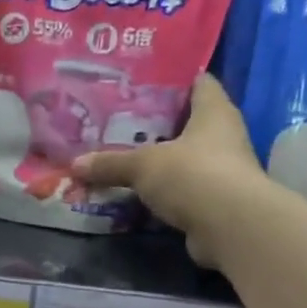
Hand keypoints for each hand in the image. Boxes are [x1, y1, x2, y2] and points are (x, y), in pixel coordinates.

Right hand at [73, 74, 269, 268]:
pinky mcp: (216, 203)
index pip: (201, 83)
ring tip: (126, 157)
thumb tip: (75, 164)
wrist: (230, 227)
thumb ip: (110, 163)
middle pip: (190, 123)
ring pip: (187, 159)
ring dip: (162, 161)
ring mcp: (224, 172)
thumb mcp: (142, 165)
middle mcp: (225, 137)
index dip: (176, 80)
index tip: (146, 81)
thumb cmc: (192, 174)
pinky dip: (166, 192)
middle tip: (123, 122)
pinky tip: (140, 192)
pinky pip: (184, 190)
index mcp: (214, 113)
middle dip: (159, 124)